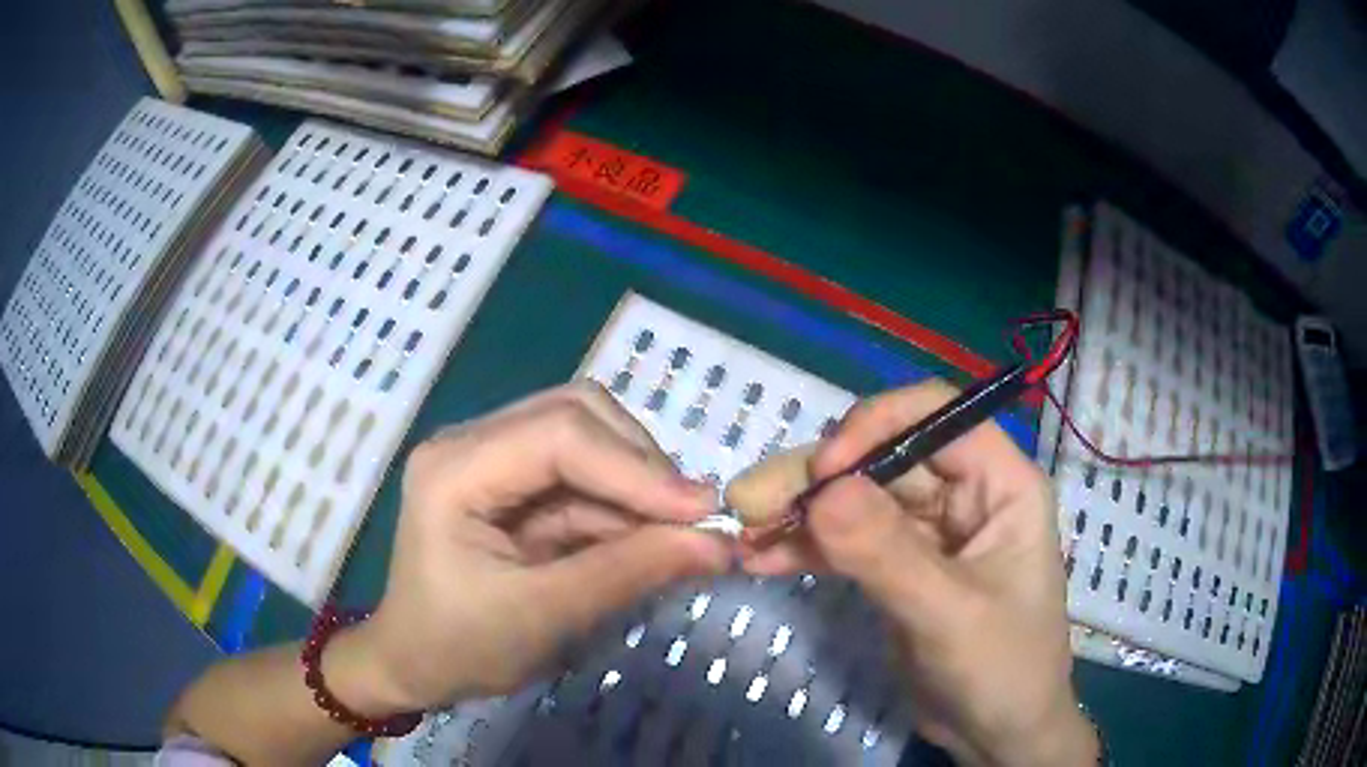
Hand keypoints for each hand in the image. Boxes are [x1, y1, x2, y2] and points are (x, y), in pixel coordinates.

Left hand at [346, 382, 731, 711]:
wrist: (415, 664)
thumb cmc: (459, 647)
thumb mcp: (543, 617)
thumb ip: (628, 573)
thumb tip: (718, 543)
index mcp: (454, 468)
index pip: (559, 434)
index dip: (637, 469)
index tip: (703, 512)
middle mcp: (471, 442)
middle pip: (576, 415)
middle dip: (641, 466)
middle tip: (690, 521)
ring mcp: (491, 456)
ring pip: (587, 437)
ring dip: (637, 484)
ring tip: (675, 535)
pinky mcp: (513, 481)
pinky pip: (582, 474)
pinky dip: (622, 504)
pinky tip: (646, 538)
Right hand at [740, 380, 1097, 766]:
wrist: (996, 734)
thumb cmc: (1000, 668)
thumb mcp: (947, 613)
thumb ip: (887, 553)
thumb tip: (822, 490)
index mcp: (1000, 483)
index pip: (937, 417)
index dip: (876, 427)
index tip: (822, 470)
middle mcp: (964, 495)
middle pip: (884, 460)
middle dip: (819, 480)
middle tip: (750, 503)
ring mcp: (928, 533)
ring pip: (859, 501)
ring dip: (802, 516)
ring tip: (745, 534)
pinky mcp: (899, 569)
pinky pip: (848, 543)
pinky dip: (806, 549)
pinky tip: (762, 561)